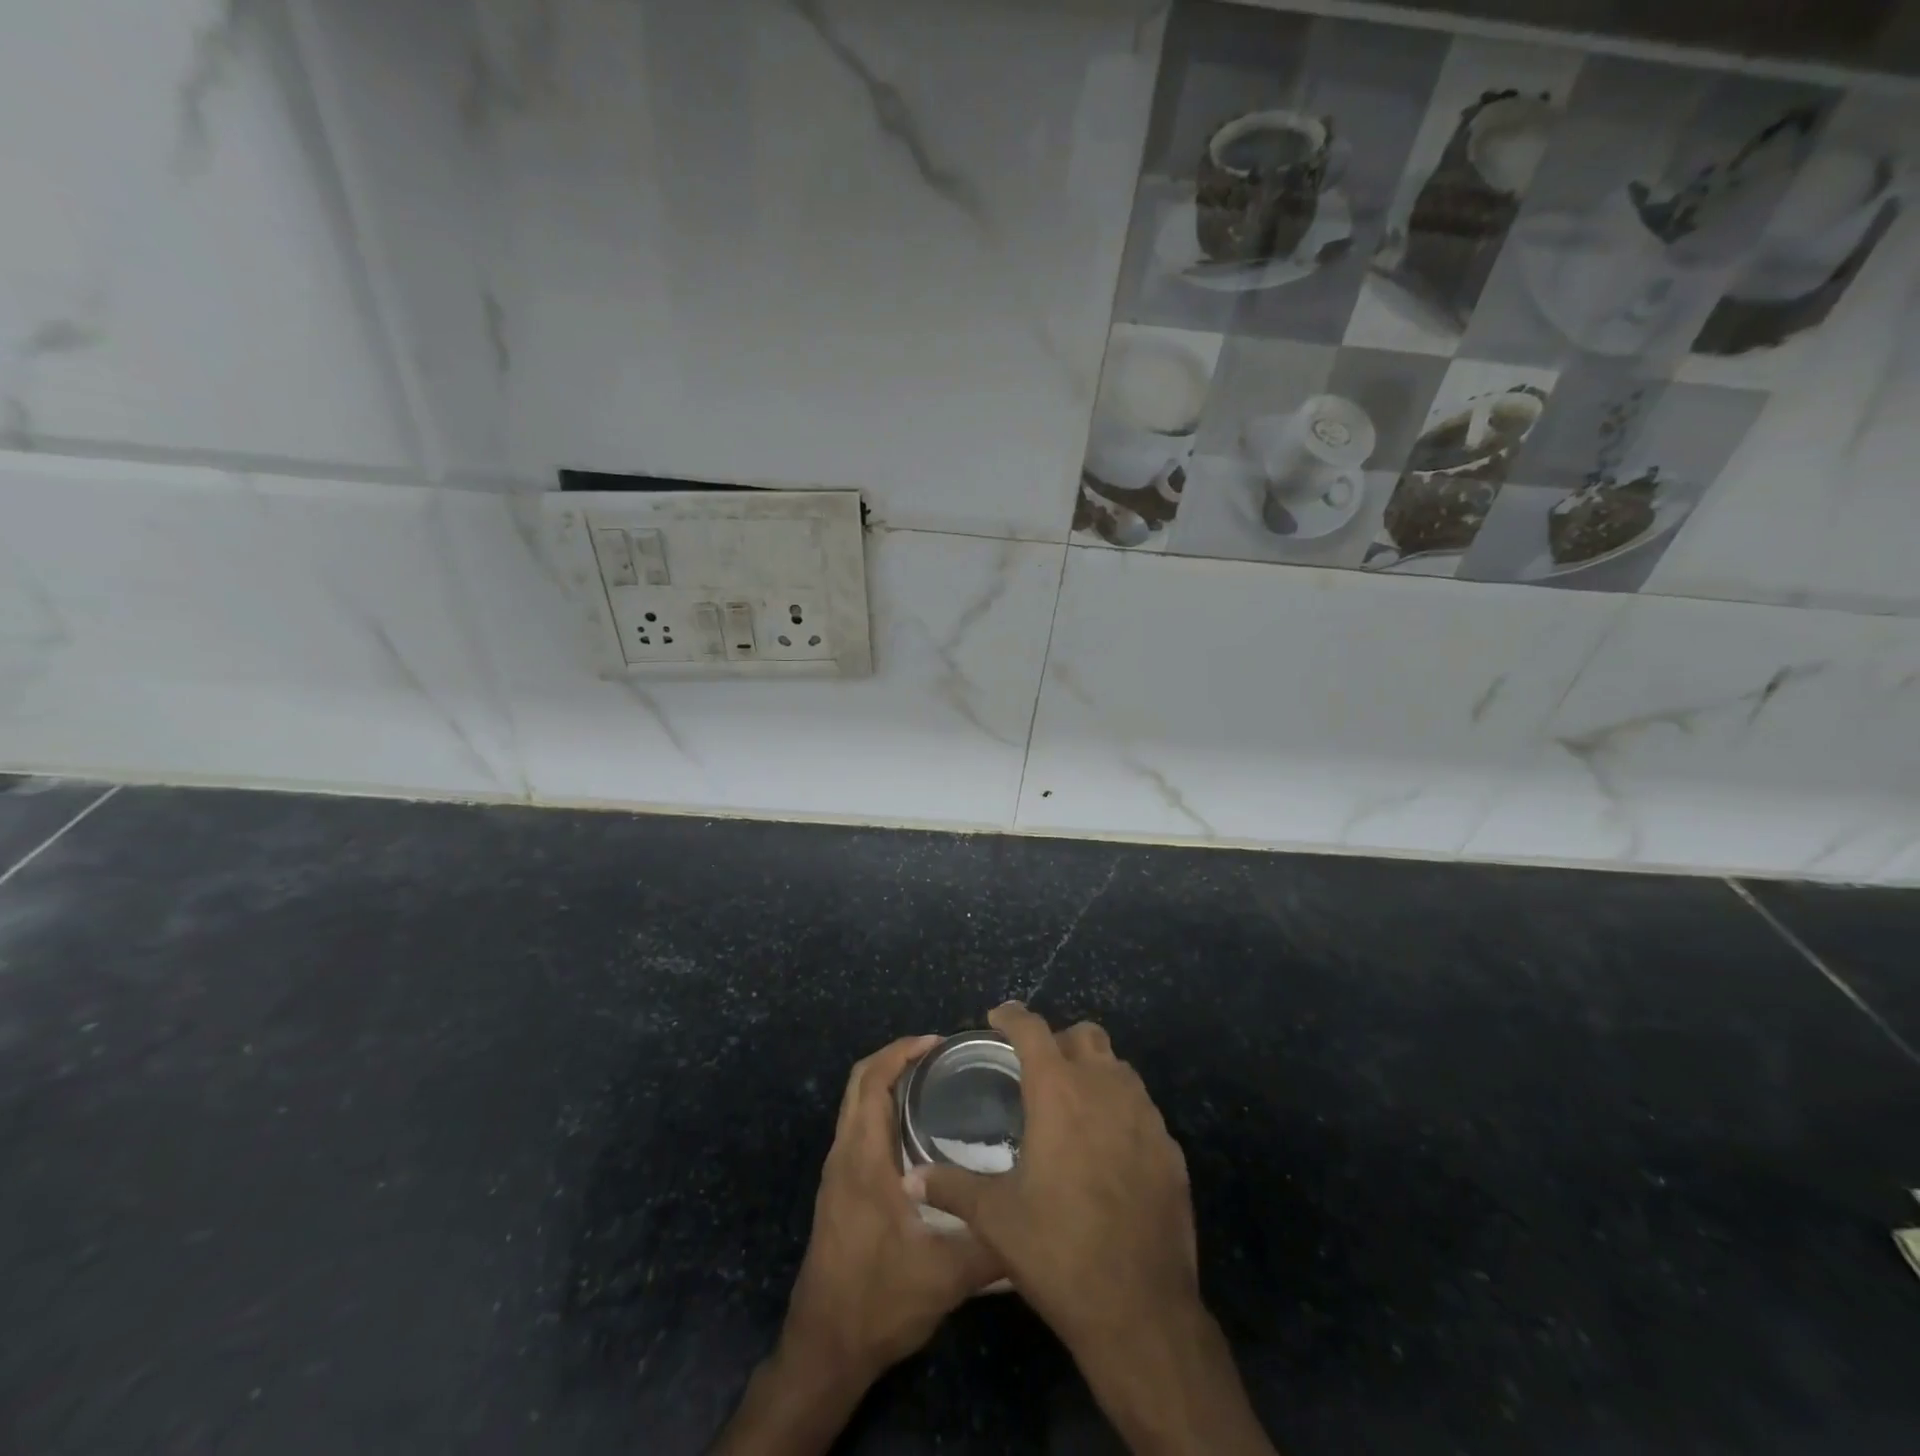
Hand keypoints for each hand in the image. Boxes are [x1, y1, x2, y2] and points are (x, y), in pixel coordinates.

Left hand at [713, 1036, 1004, 1455]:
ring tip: (934, 1084)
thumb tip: (1035, 1216)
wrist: (824, 1349)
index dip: (902, 1051)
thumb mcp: (946, 1276)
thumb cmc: (879, 1301)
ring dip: (887, 1083)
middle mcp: (844, 1154)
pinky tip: (917, 1132)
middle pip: (860, 1082)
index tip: (938, 1041)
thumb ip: (993, 1245)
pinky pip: (858, 1129)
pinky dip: (882, 1110)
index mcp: (863, 1157)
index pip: (872, 1079)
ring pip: (856, 1105)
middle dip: (896, 1058)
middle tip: (940, 1055)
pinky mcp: (839, 1191)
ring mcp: (837, 1173)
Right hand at [910, 1004, 1195, 1356]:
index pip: (1032, 1029)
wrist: (1140, 1310)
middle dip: (1059, 1041)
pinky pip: (1143, 1109)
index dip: (1012, 1015)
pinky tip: (1108, 1150)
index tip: (998, 1017)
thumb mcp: (995, 1218)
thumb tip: (912, 1177)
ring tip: (1073, 1105)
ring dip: (1094, 1072)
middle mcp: (1105, 1088)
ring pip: (1119, 1067)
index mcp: (1058, 1091)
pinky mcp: (1171, 1148)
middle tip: (1038, 1069)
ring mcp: (1145, 1116)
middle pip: (1084, 1035)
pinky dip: (1121, 1111)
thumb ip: (951, 1186)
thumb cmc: (1058, 1251)